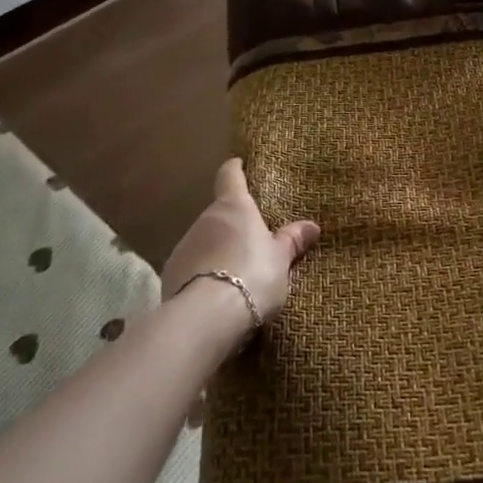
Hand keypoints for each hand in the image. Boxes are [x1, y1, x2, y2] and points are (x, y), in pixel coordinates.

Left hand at [161, 159, 318, 337]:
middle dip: (232, 224)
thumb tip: (311, 226)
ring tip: (234, 274)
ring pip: (203, 241)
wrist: (207, 316)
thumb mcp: (280, 260)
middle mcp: (205, 219)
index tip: (238, 165)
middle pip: (218, 213)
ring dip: (216, 251)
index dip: (235, 169)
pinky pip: (191, 267)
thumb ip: (292, 241)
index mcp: (234, 207)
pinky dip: (202, 274)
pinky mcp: (170, 275)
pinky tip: (215, 294)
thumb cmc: (253, 276)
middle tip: (250, 240)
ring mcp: (184, 246)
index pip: (230, 175)